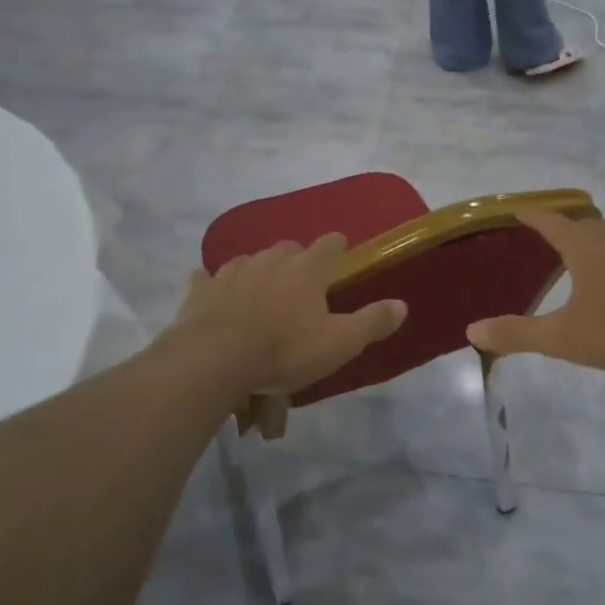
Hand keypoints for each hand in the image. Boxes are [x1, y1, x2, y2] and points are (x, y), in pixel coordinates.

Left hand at [175, 234, 406, 394]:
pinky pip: (207, 278)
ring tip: (261, 294)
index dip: (337, 247)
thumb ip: (372, 322)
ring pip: (250, 261)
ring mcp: (232, 271)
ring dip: (258, 271)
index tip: (340, 255)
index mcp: (306, 269)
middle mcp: (270, 260)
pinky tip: (213, 294)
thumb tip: (402, 305)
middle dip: (296, 261)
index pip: (330, 244)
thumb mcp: (339, 343)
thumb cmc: (285, 350)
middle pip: (288, 248)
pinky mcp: (201, 289)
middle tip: (301, 286)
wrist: (216, 360)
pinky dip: (212, 284)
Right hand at [466, 211, 604, 372]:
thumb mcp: (563, 337)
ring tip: (583, 258)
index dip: (532, 215)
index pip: (550, 222)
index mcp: (584, 247)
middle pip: (582, 225)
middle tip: (548, 238)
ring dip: (593, 241)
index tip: (518, 210)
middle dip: (563, 228)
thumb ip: (517, 334)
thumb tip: (472, 331)